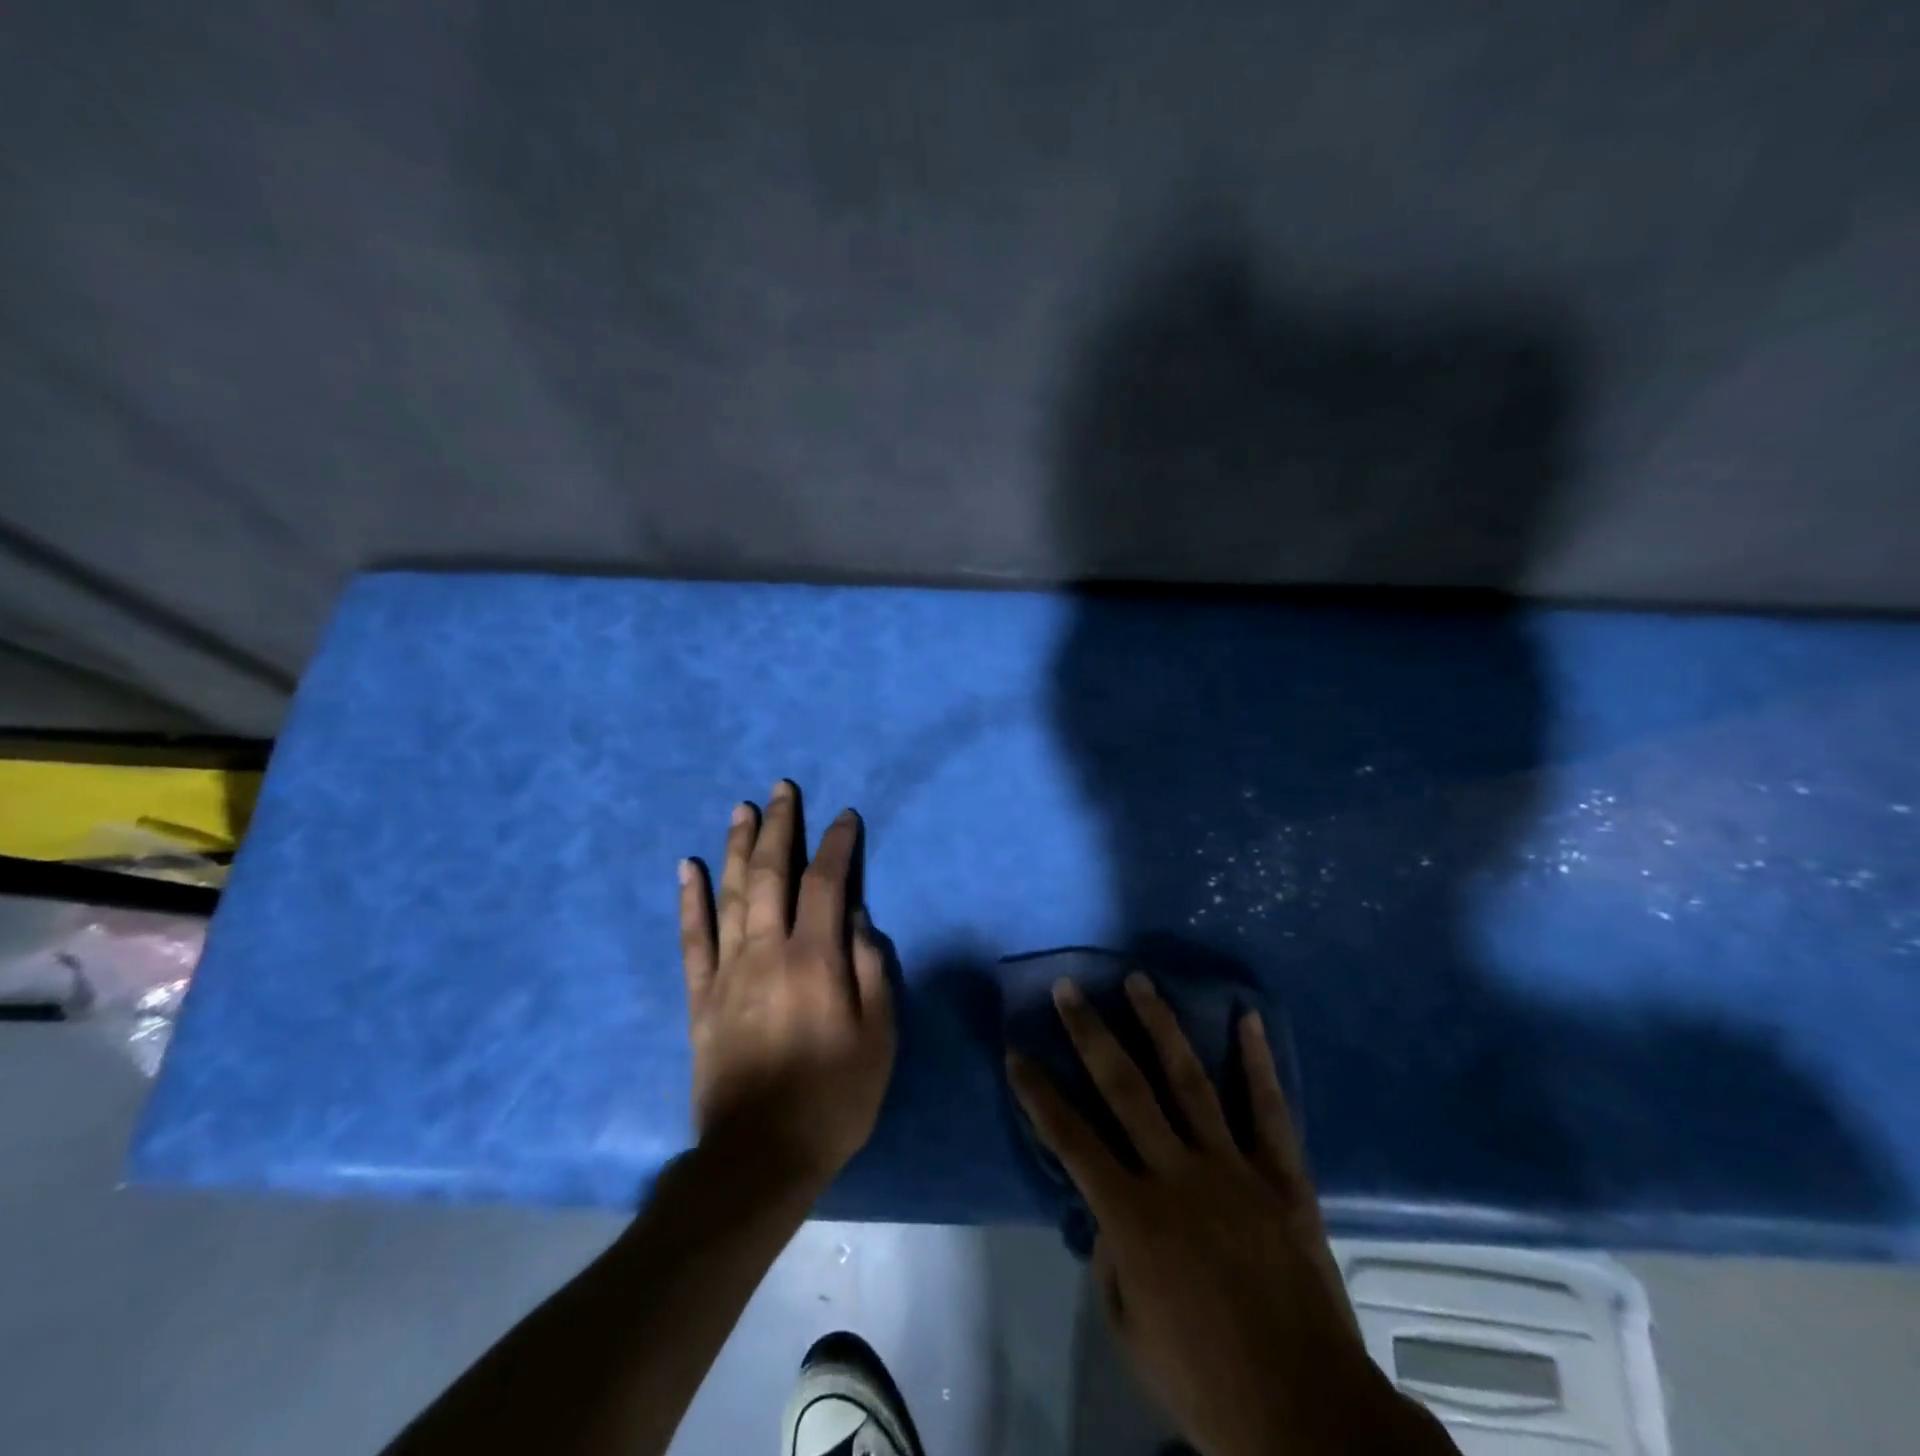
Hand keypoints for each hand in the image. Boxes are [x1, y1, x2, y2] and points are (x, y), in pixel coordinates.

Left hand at [678, 781, 893, 1192]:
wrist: (758, 1158)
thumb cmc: (834, 1098)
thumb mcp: (879, 1038)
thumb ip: (871, 970)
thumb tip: (858, 917)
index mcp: (815, 960)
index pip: (827, 884)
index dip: (838, 845)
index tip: (845, 817)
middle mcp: (767, 952)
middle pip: (771, 875)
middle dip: (780, 828)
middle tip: (782, 789)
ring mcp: (727, 972)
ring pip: (730, 894)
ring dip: (736, 847)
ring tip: (742, 809)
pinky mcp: (699, 997)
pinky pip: (691, 938)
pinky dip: (689, 899)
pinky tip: (687, 867)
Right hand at [1007, 975, 1455, 1455]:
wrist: (1308, 1415)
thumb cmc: (1206, 1383)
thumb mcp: (1130, 1331)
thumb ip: (1109, 1259)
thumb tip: (1104, 1208)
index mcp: (1134, 1217)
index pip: (1070, 1139)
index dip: (1037, 1094)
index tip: (1015, 1052)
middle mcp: (1178, 1175)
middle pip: (1124, 1088)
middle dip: (1090, 1033)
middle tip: (1068, 987)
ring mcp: (1233, 1169)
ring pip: (1188, 1080)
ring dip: (1159, 1025)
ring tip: (1138, 981)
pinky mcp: (1283, 1178)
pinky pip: (1268, 1110)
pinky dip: (1257, 1062)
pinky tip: (1248, 1017)